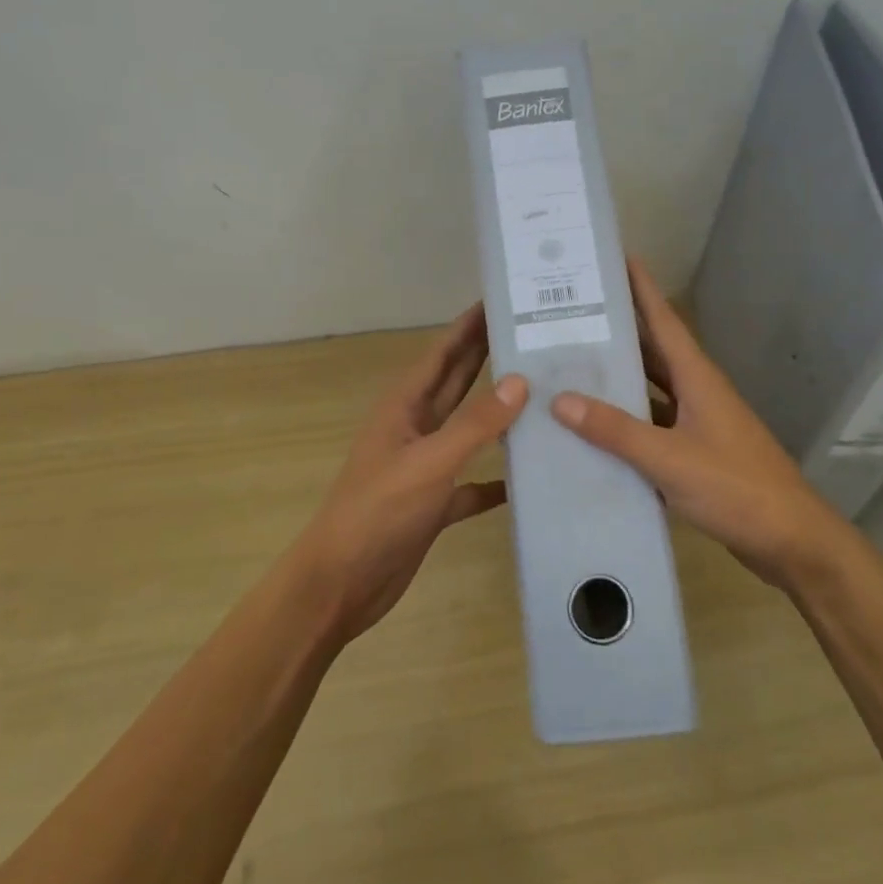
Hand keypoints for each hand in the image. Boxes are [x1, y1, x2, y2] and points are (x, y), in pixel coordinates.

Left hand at [294, 303, 527, 643]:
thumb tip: (519, 382)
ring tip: (541, 397)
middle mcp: (414, 429)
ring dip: (497, 414)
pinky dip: (494, 479)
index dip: (468, 326)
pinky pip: (470, 483)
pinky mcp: (433, 504)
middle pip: (456, 384)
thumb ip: (474, 425)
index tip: (501, 300)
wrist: (341, 583)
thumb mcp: (429, 463)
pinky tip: (525, 479)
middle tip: (530, 335)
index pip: (442, 353)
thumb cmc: (378, 513)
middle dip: (487, 357)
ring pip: (467, 430)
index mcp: (404, 407)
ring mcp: (423, 467)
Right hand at [550, 259, 848, 589]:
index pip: (664, 320)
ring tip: (573, 364)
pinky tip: (595, 427)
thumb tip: (560, 400)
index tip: (615, 257)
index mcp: (697, 378)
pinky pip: (652, 424)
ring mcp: (698, 422)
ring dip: (619, 376)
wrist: (790, 541)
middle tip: (573, 312)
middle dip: (618, 329)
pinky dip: (626, 420)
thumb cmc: (735, 488)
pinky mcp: (696, 452)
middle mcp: (697, 391)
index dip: (642, 288)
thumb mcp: (669, 457)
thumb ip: (615, 430)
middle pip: (653, 350)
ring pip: (651, 388)